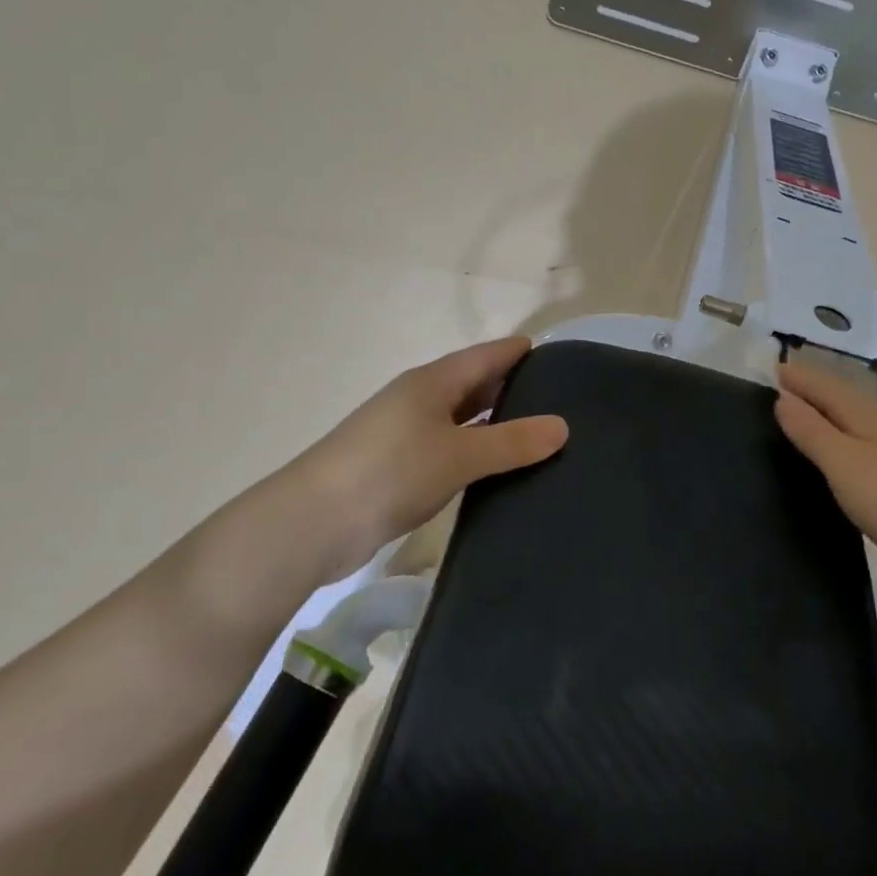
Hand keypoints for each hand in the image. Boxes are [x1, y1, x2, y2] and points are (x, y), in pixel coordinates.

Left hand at [199, 338, 568, 609]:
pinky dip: (475, 453)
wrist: (314, 523)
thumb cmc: (391, 472)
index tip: (553, 354)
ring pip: (460, 420)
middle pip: (472, 385)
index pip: (485, 356)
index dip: (516, 352)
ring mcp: (405, 435)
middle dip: (510, 387)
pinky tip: (497, 469)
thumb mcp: (459, 454)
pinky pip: (448, 450)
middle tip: (558, 397)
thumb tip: (563, 426)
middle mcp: (418, 401)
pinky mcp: (398, 469)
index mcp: (431, 383)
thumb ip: (512, 441)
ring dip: (493, 424)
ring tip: (538, 433)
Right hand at [774, 362, 876, 573]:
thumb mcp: (843, 465)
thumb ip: (811, 430)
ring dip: (833, 405)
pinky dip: (850, 424)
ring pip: (859, 410)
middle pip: (844, 392)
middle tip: (787, 383)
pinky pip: (872, 428)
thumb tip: (783, 397)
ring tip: (811, 407)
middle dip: (815, 386)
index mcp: (867, 410)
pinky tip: (851, 438)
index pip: (824, 384)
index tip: (772, 369)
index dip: (798, 377)